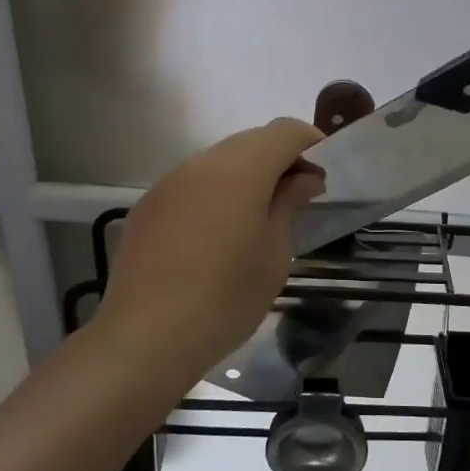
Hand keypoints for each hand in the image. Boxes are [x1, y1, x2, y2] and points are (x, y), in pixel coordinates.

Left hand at [95, 118, 326, 376]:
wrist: (146, 338)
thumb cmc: (226, 298)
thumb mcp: (275, 254)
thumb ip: (290, 204)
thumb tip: (304, 179)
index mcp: (239, 170)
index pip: (283, 131)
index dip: (310, 142)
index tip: (323, 172)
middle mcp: (200, 164)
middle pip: (250, 141)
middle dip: (279, 158)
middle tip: (297, 196)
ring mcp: (168, 184)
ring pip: (218, 161)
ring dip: (245, 175)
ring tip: (258, 216)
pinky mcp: (147, 207)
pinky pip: (191, 184)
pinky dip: (215, 193)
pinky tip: (217, 234)